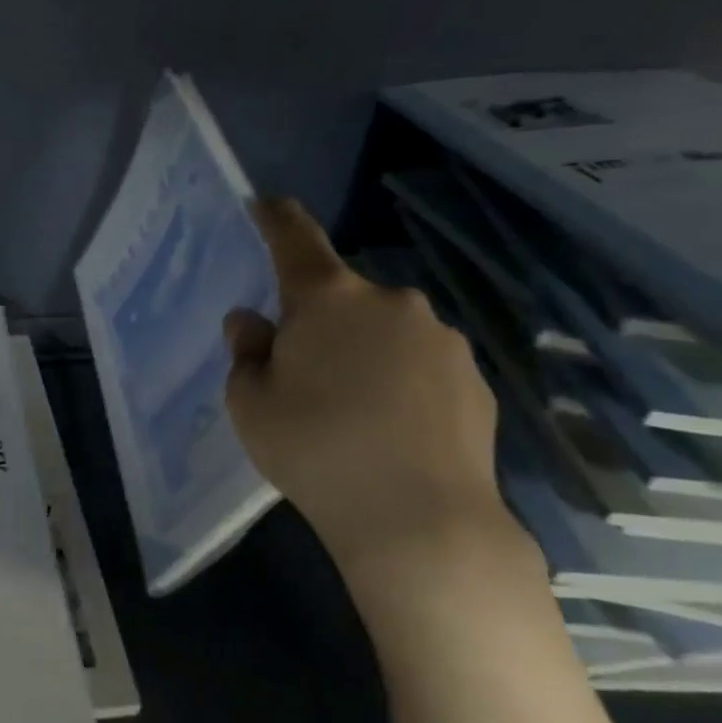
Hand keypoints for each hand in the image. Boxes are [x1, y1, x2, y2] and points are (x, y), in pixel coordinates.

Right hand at [223, 199, 520, 602]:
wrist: (419, 519)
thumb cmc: (314, 449)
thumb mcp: (250, 403)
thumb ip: (247, 352)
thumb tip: (253, 323)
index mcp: (327, 299)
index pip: (295, 239)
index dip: (276, 218)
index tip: (264, 203)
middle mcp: (390, 302)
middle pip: (341, 295)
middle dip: (318, 318)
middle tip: (300, 370)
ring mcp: (440, 338)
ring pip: (385, 330)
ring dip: (362, 350)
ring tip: (350, 409)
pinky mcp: (474, 378)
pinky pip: (421, 364)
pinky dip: (401, 380)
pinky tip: (392, 429)